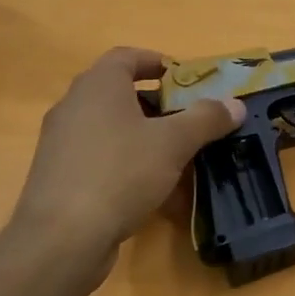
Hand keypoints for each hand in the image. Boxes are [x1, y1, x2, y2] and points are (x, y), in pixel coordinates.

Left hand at [8, 47, 243, 258]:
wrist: (62, 238)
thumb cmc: (120, 173)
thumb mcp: (173, 143)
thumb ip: (206, 119)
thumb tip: (235, 104)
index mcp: (98, 86)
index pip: (126, 57)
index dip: (156, 62)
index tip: (184, 78)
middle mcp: (73, 106)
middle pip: (118, 92)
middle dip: (156, 103)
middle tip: (189, 117)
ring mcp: (61, 143)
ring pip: (109, 127)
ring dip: (142, 134)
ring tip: (175, 153)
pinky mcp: (59, 176)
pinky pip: (99, 156)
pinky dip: (125, 161)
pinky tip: (150, 186)